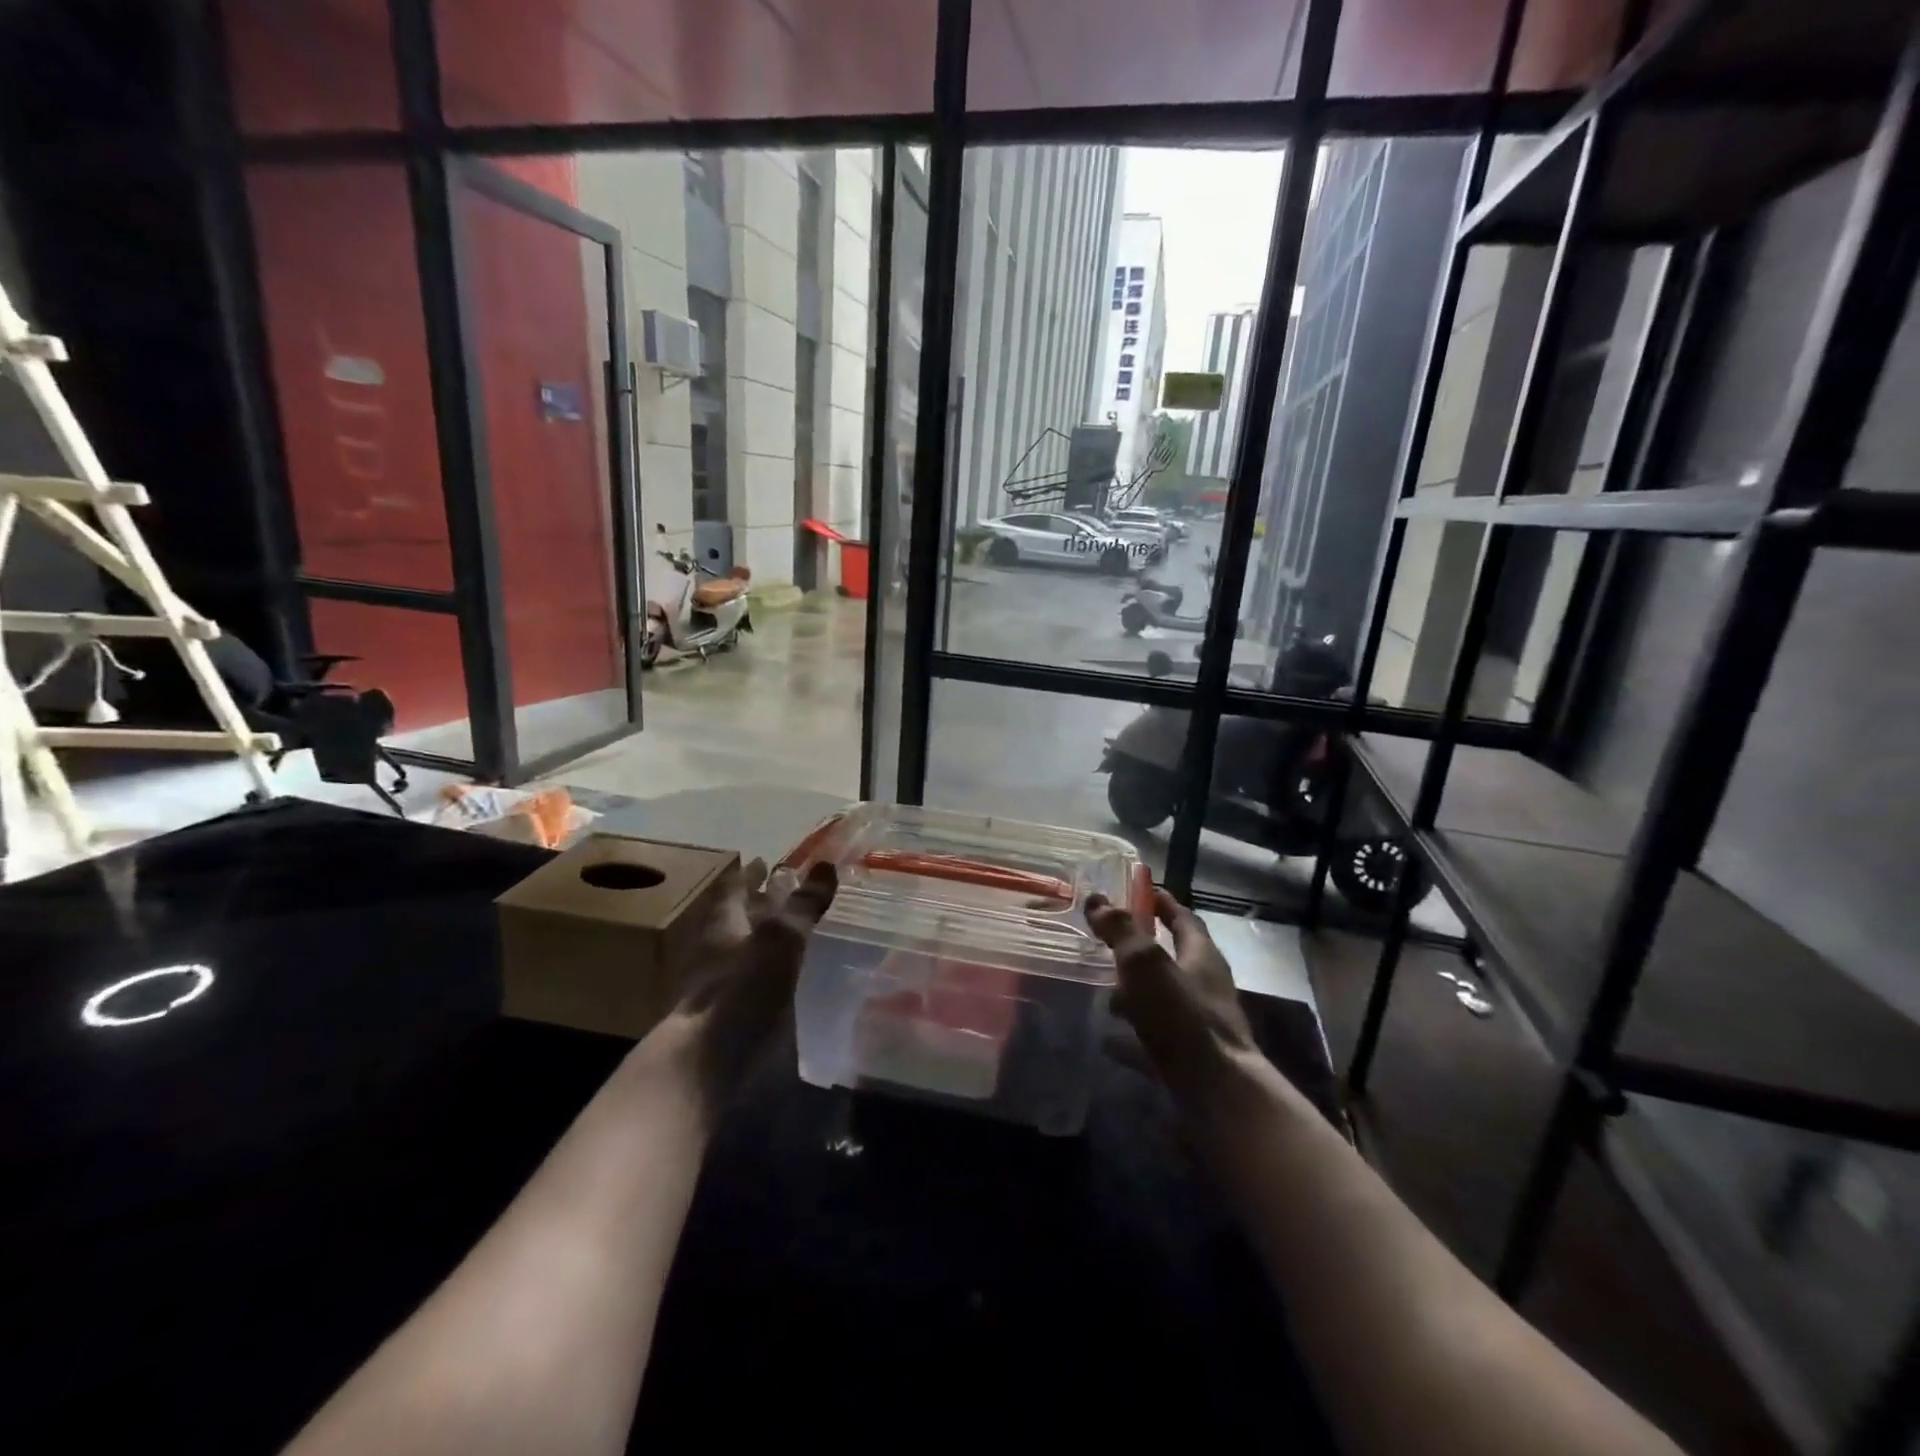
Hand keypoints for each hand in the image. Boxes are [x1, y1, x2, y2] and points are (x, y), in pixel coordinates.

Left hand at [657, 859, 837, 1110]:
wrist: (705, 1069)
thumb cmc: (739, 993)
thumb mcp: (777, 942)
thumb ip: (801, 907)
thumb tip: (826, 864)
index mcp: (724, 928)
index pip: (735, 891)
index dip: (751, 875)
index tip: (767, 860)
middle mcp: (719, 955)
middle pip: (739, 922)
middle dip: (760, 907)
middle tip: (787, 893)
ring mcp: (724, 992)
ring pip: (747, 956)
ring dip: (767, 944)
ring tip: (794, 936)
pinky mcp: (732, 1024)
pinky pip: (756, 989)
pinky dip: (773, 979)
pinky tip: (791, 985)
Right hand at [1085, 888, 1259, 1108]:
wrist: (1216, 1094)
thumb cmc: (1182, 1017)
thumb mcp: (1146, 963)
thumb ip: (1121, 931)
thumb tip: (1097, 899)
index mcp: (1202, 956)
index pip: (1184, 918)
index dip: (1163, 903)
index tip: (1142, 891)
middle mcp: (1206, 986)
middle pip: (1174, 958)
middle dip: (1142, 949)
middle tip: (1108, 942)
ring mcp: (1200, 1024)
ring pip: (1162, 998)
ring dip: (1135, 992)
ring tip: (1101, 990)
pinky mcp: (1190, 1058)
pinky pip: (1154, 1037)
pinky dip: (1131, 1033)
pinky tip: (1107, 1038)